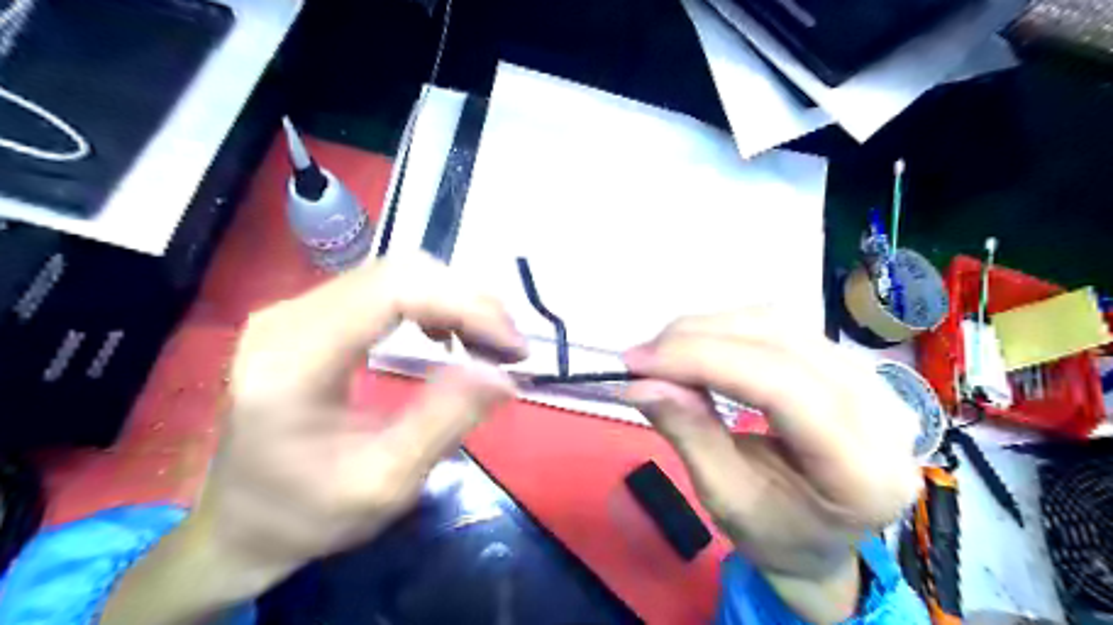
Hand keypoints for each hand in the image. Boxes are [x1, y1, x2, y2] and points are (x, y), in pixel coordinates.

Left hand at [98, 253, 527, 623]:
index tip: (511, 346)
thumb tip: (503, 373)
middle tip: (509, 346)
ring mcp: (294, 310)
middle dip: (468, 301)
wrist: (240, 522)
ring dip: (454, 300)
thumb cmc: (307, 513)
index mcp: (294, 361)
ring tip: (487, 341)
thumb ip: (444, 422)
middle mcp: (287, 318)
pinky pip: (383, 288)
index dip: (464, 306)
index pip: (392, 292)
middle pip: (397, 273)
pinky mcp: (309, 315)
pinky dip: (431, 303)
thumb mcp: (384, 483)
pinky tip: (446, 334)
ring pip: (395, 273)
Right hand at [626, 309, 921, 623]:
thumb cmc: (777, 533)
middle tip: (641, 357)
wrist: (823, 538)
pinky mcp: (846, 364)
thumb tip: (640, 383)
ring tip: (662, 353)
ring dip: (709, 329)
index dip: (703, 361)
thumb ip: (689, 435)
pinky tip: (696, 348)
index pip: (780, 386)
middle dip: (698, 339)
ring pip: (778, 324)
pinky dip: (727, 330)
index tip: (638, 363)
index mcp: (862, 469)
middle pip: (780, 342)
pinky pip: (780, 328)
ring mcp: (871, 380)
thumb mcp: (726, 498)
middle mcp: (882, 412)